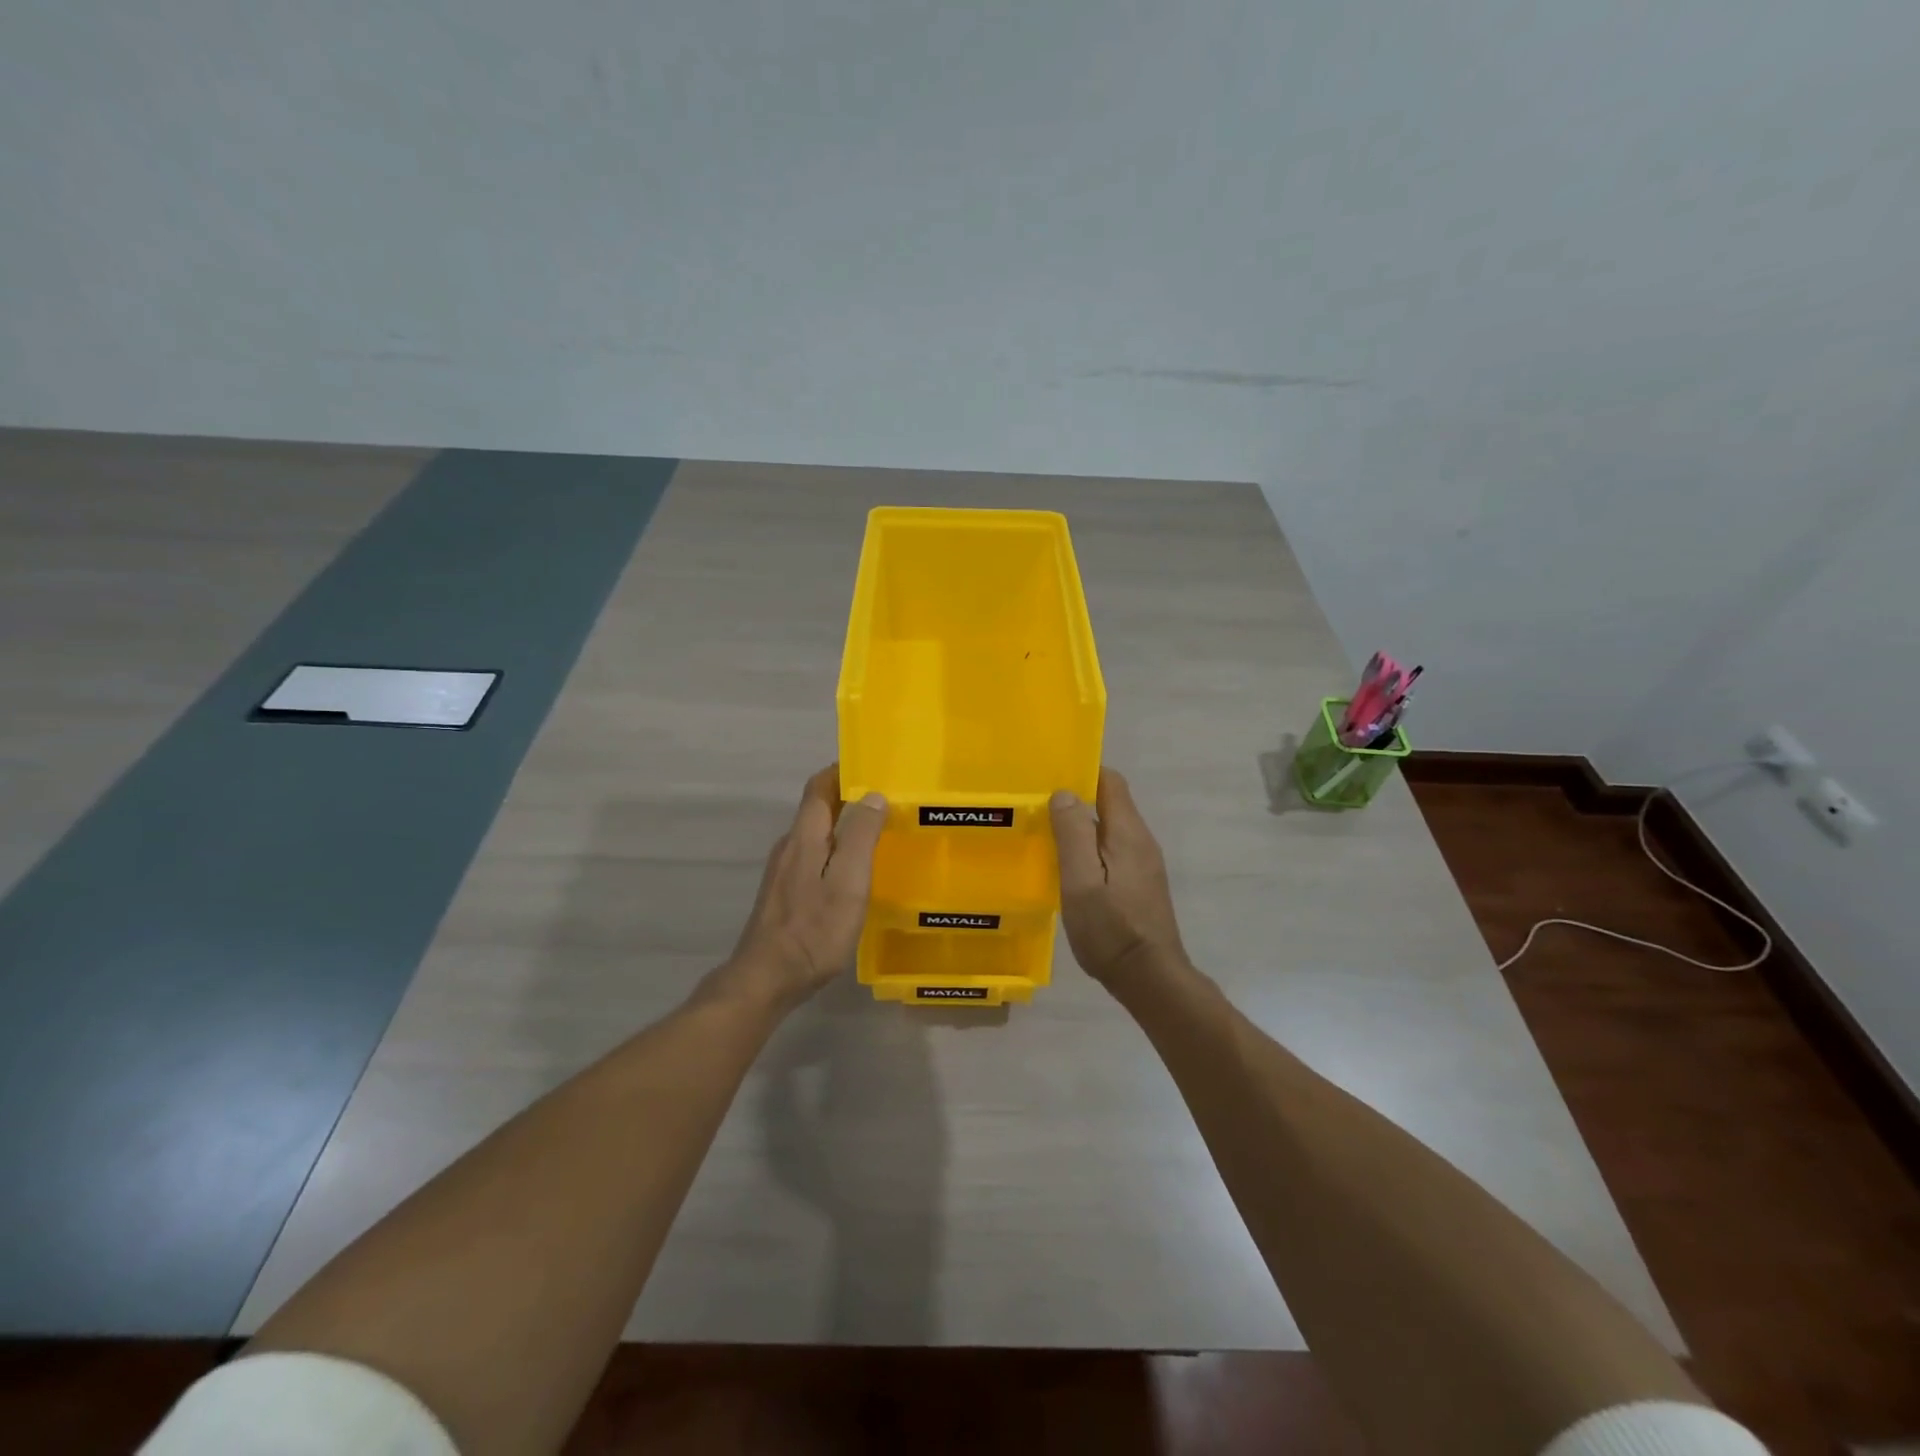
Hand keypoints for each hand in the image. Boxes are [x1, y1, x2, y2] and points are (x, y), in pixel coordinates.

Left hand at [718, 765, 887, 1010]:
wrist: (766, 979)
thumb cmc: (814, 930)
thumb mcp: (848, 882)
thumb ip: (860, 836)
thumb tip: (873, 795)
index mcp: (805, 837)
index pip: (819, 787)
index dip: (841, 772)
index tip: (871, 767)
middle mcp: (790, 847)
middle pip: (817, 810)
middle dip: (848, 798)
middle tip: (886, 801)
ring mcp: (783, 872)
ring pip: (816, 835)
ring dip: (843, 826)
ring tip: (876, 833)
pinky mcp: (784, 895)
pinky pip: (813, 858)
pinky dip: (835, 851)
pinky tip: (852, 872)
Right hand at [1050, 768, 1190, 987]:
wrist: (1150, 978)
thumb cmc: (1111, 930)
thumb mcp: (1081, 881)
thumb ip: (1073, 834)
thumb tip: (1065, 793)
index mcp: (1128, 833)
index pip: (1110, 782)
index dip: (1082, 772)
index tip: (1049, 777)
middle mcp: (1141, 841)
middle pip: (1110, 804)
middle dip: (1076, 799)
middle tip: (1037, 808)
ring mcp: (1143, 864)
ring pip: (1109, 830)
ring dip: (1080, 827)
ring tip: (1045, 835)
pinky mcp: (1140, 884)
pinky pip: (1112, 852)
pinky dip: (1089, 849)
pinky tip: (1067, 868)